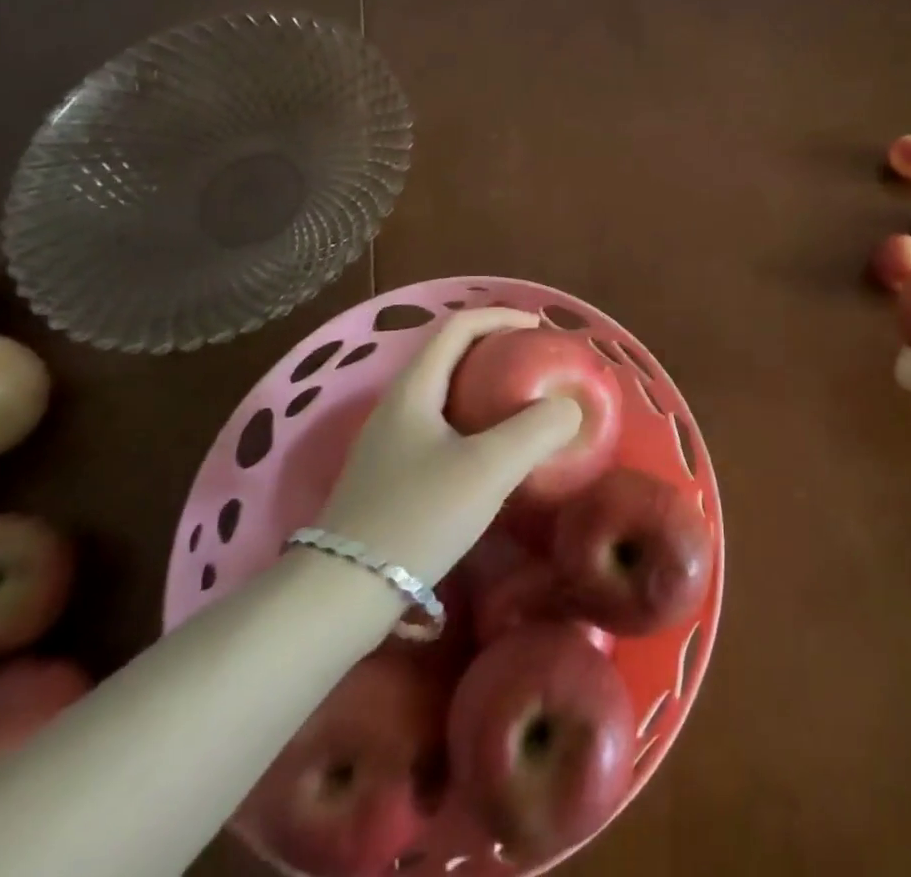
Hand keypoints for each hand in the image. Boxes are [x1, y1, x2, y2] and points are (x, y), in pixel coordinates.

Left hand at [317, 309, 582, 584]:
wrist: (342, 595)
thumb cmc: (417, 517)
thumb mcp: (487, 469)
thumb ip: (535, 431)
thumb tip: (568, 407)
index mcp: (414, 388)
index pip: (458, 326)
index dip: (500, 316)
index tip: (539, 328)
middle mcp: (397, 405)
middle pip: (450, 356)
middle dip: (495, 351)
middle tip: (536, 366)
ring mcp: (389, 443)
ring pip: (444, 395)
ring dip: (484, 389)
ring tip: (522, 406)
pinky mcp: (390, 476)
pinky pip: (439, 428)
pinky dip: (472, 423)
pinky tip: (492, 456)